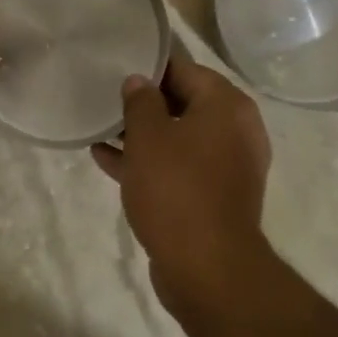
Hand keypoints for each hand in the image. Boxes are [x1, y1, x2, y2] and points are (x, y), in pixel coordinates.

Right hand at [92, 55, 272, 314]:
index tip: (117, 68)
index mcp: (227, 106)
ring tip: (101, 129)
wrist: (207, 269)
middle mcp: (236, 130)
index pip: (184, 69)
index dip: (149, 67)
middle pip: (183, 102)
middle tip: (106, 98)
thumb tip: (138, 81)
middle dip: (144, 103)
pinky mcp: (215, 196)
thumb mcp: (148, 137)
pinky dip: (150, 162)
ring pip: (179, 138)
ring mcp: (228, 166)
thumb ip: (140, 101)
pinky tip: (107, 160)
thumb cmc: (177, 189)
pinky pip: (179, 167)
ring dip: (143, 135)